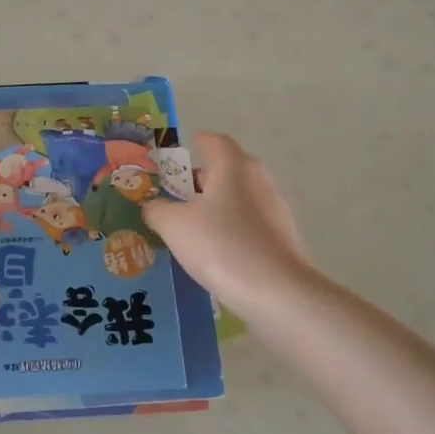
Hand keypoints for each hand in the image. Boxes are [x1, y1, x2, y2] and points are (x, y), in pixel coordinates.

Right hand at [141, 133, 313, 313]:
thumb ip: (157, 210)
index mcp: (233, 166)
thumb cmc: (220, 244)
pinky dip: (231, 228)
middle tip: (177, 193)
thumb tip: (152, 206)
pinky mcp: (282, 239)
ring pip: (239, 197)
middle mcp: (258, 180)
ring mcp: (275, 210)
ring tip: (191, 226)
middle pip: (228, 169)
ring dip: (217, 205)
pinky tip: (215, 251)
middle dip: (202, 178)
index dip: (198, 142)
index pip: (215, 141)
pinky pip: (250, 224)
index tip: (182, 150)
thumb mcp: (174, 225)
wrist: (277, 292)